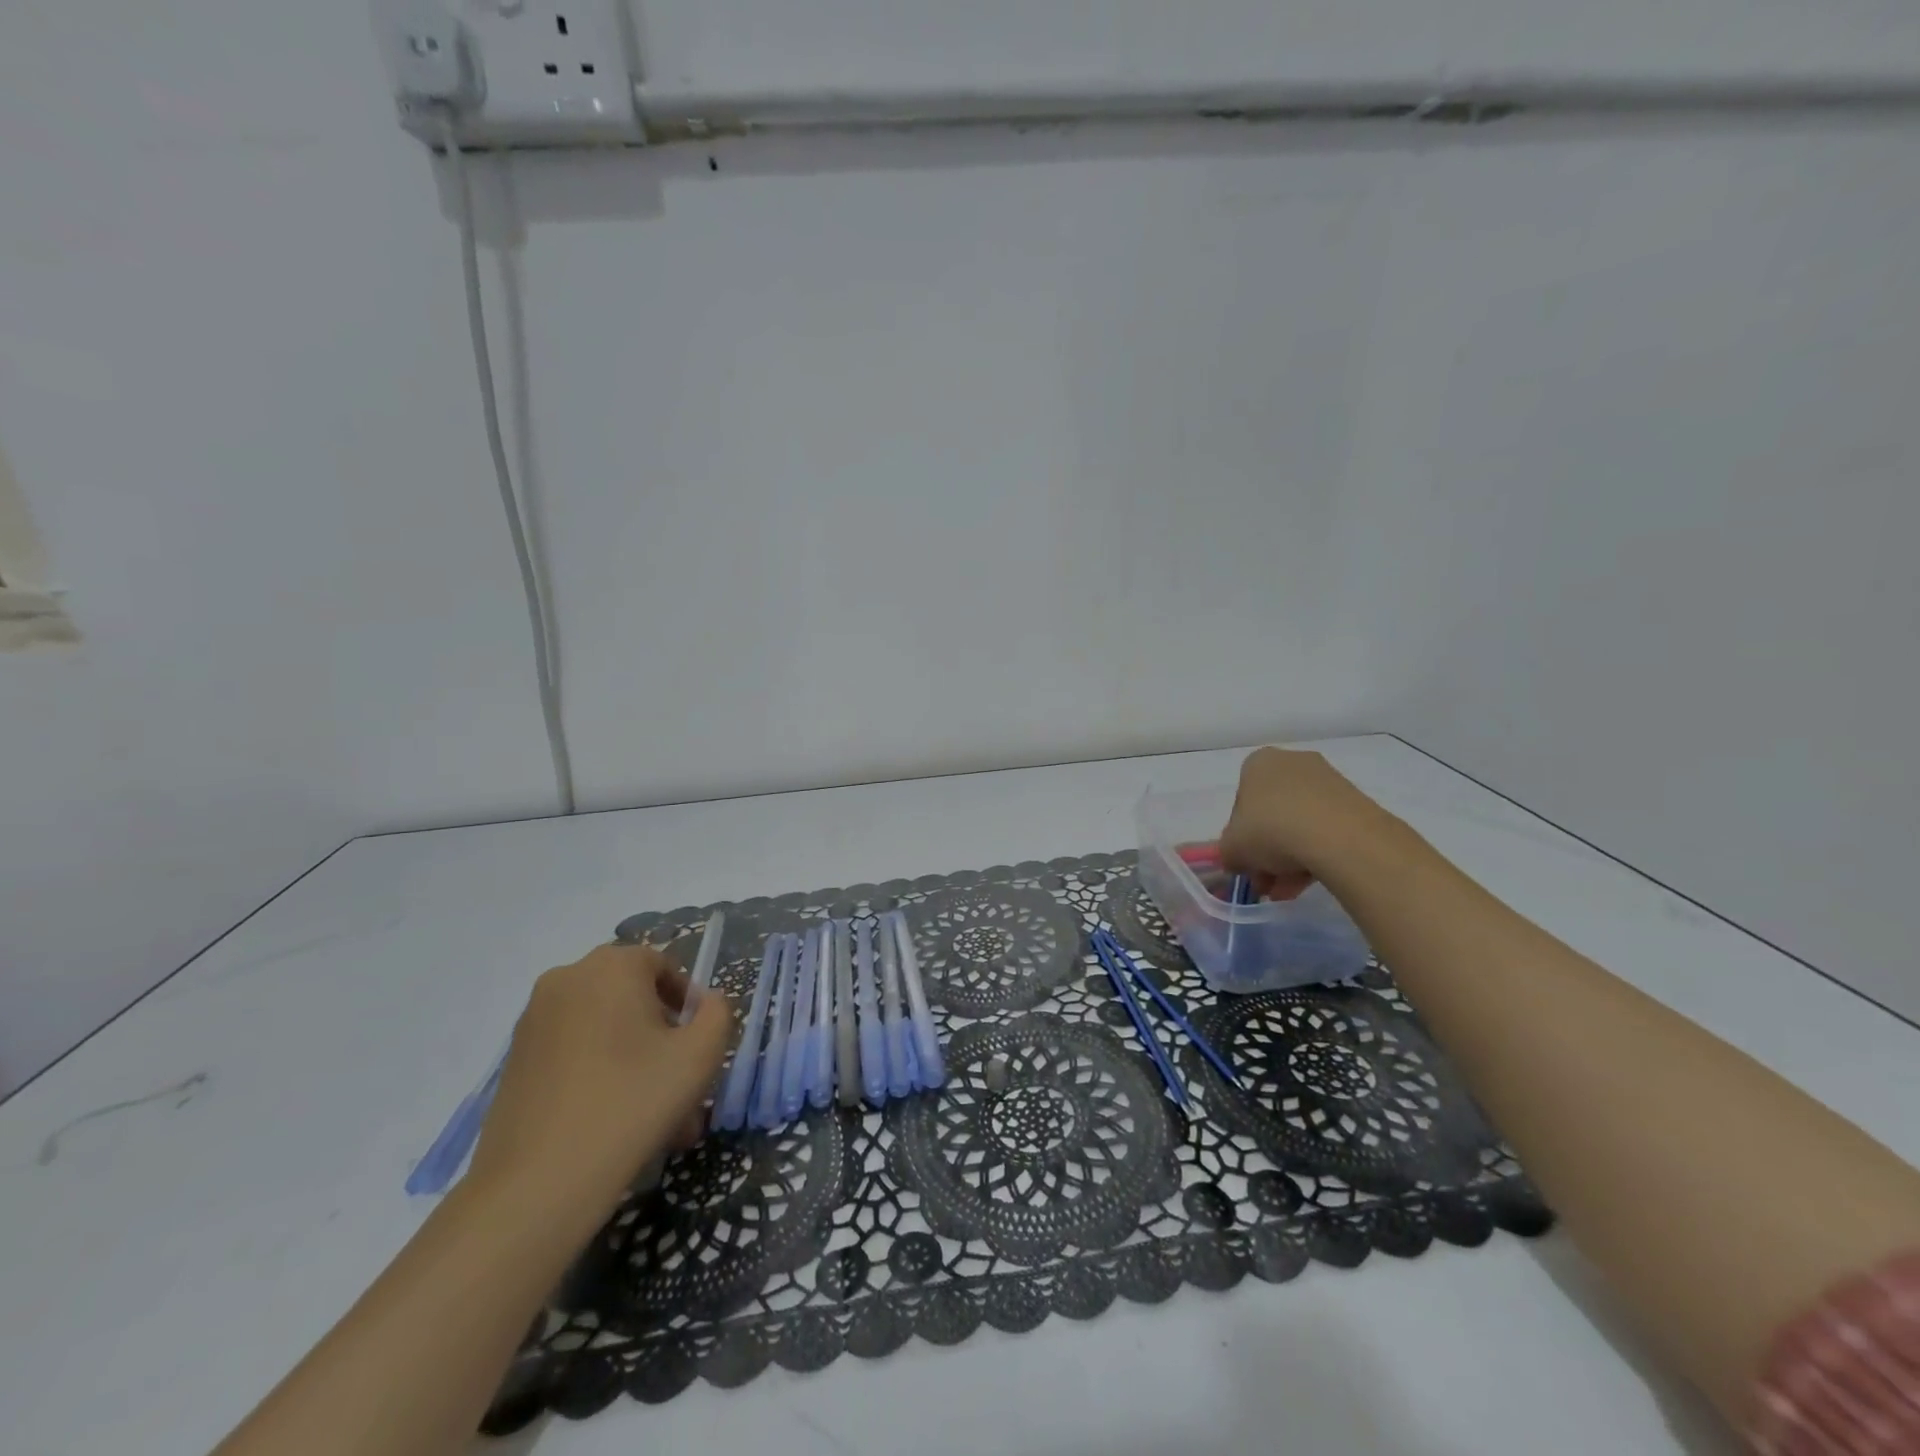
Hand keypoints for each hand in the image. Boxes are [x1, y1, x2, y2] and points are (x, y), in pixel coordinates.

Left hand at [467, 944, 732, 1203]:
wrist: (538, 1183)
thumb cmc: (632, 1102)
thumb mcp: (700, 1055)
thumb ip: (718, 1014)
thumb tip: (707, 1003)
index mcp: (612, 966)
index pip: (662, 966)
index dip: (686, 1003)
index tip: (696, 1046)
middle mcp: (567, 979)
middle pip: (631, 997)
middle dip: (661, 1037)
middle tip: (680, 1083)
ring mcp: (534, 1020)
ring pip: (603, 1029)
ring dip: (634, 1059)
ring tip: (654, 1115)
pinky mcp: (514, 1060)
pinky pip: (573, 1051)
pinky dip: (598, 1072)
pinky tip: (614, 1121)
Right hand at [1218, 747, 1395, 899]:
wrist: (1338, 837)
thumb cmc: (1271, 830)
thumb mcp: (1232, 849)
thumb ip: (1229, 854)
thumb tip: (1237, 861)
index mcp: (1258, 763)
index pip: (1241, 799)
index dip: (1240, 834)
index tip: (1246, 860)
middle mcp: (1293, 763)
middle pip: (1272, 813)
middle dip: (1267, 850)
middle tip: (1266, 881)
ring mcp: (1328, 781)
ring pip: (1300, 823)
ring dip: (1290, 858)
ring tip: (1289, 891)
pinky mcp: (1356, 802)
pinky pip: (1327, 830)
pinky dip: (1316, 854)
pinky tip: (1310, 883)